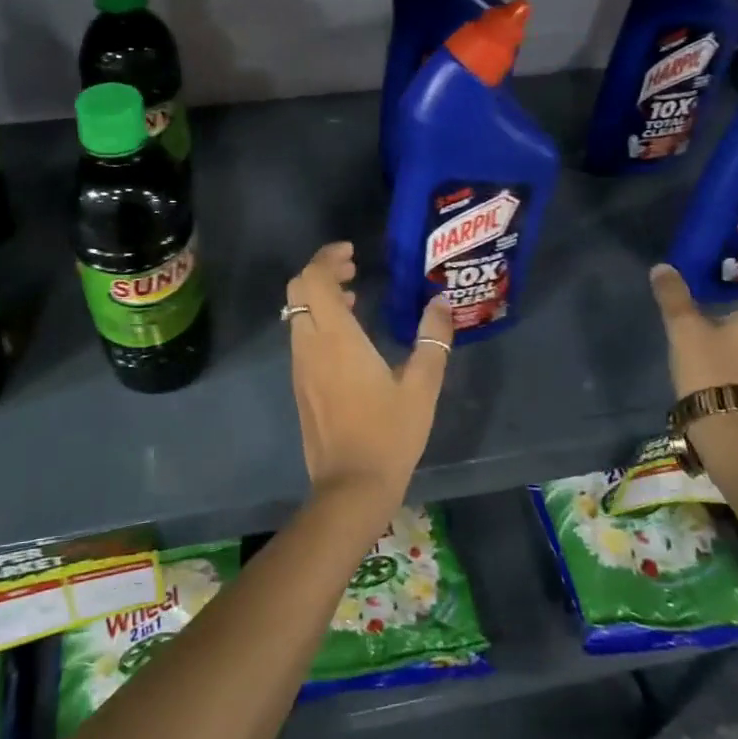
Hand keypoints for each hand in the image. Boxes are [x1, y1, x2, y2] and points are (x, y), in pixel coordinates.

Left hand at [286, 242, 454, 514]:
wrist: (350, 486)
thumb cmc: (389, 434)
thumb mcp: (423, 387)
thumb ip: (433, 339)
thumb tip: (441, 302)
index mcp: (336, 338)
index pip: (313, 279)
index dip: (327, 257)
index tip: (352, 252)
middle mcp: (310, 345)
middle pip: (298, 289)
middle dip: (321, 271)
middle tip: (353, 268)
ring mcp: (300, 366)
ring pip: (297, 313)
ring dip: (319, 296)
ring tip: (356, 297)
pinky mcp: (300, 384)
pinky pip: (301, 336)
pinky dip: (317, 320)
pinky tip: (349, 336)